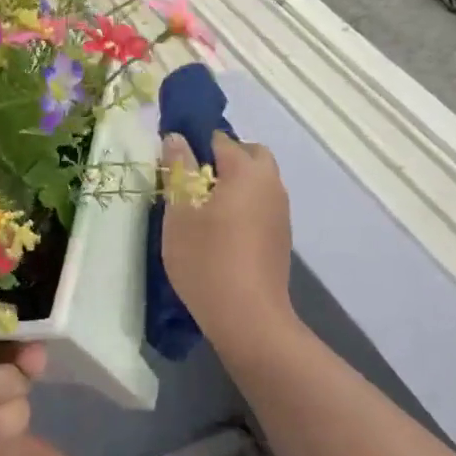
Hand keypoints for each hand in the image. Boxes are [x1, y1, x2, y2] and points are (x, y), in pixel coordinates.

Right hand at [161, 131, 294, 349]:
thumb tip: (176, 138)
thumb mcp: (180, 214)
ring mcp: (280, 212)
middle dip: (223, 159)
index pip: (220, 139)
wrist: (248, 317)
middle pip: (250, 155)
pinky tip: (222, 233)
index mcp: (246, 171)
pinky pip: (261, 205)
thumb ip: (179, 171)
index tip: (174, 164)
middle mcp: (271, 184)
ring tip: (203, 210)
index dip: (194, 144)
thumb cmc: (206, 260)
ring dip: (235, 184)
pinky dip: (244, 206)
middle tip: (193, 183)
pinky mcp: (281, 237)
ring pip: (258, 182)